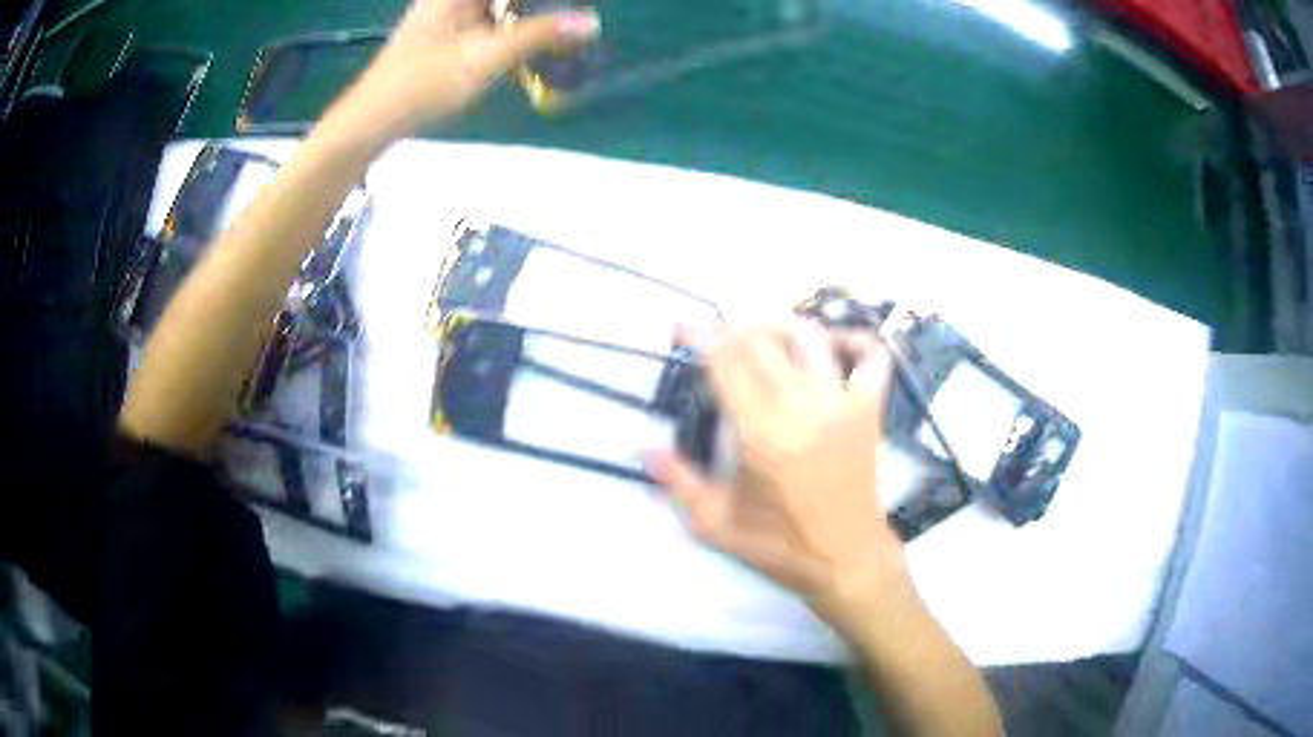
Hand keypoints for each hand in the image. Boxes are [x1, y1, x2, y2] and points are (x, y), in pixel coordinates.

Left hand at [328, 0, 599, 144]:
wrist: (369, 122)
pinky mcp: (445, 37)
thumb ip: (540, 35)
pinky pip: (488, 23)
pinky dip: (511, 31)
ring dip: (529, 18)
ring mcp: (447, 15)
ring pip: (499, 9)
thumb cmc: (423, 84)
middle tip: (574, 18)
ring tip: (562, 30)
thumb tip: (592, 22)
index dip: (544, 2)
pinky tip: (530, 46)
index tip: (575, 7)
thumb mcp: (486, 56)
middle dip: (541, 7)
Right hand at [647, 322, 914, 630]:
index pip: (727, 365)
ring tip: (760, 333)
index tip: (684, 325)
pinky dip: (853, 338)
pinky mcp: (870, 410)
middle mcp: (802, 408)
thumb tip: (641, 445)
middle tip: (715, 334)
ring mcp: (842, 404)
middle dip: (733, 327)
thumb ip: (677, 481)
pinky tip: (830, 345)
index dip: (703, 337)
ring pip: (811, 337)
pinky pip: (871, 356)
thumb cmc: (779, 545)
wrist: (846, 559)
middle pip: (764, 341)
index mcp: (761, 435)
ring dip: (780, 324)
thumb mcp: (715, 523)